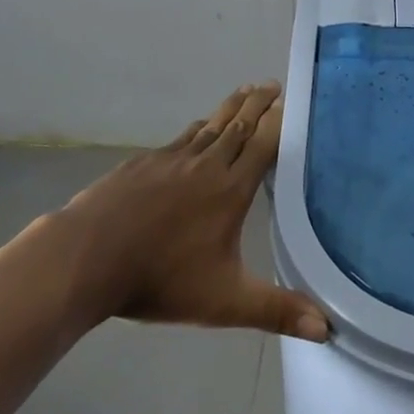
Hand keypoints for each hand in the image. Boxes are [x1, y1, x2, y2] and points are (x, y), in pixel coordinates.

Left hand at [55, 83, 329, 341]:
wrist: (86, 258)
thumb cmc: (160, 279)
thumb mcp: (224, 302)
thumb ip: (276, 310)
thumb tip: (327, 329)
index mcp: (230, 189)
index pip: (263, 144)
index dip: (279, 121)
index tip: (291, 100)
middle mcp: (206, 165)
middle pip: (238, 126)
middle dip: (257, 104)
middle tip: (271, 84)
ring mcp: (171, 160)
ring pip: (209, 126)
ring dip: (230, 109)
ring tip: (244, 93)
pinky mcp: (142, 163)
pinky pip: (180, 138)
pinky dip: (197, 129)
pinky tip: (196, 130)